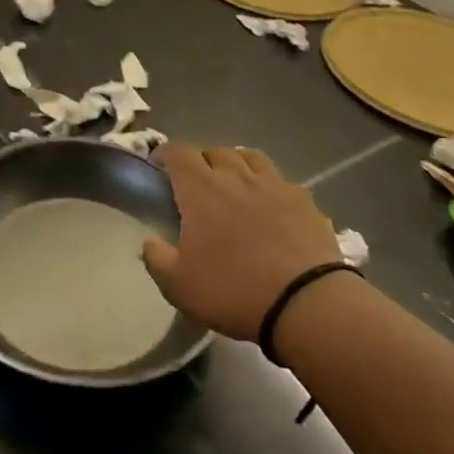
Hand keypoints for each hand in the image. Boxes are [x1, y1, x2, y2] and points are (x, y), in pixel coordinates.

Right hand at [142, 143, 345, 342]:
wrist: (305, 303)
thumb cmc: (233, 290)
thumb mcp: (179, 286)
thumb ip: (157, 260)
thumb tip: (149, 243)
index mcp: (201, 189)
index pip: (179, 153)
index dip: (166, 154)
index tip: (159, 166)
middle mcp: (236, 176)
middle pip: (216, 151)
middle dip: (202, 161)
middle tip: (197, 184)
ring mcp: (274, 184)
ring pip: (251, 157)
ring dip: (237, 165)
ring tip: (234, 185)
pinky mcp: (304, 200)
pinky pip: (281, 181)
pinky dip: (270, 187)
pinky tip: (272, 207)